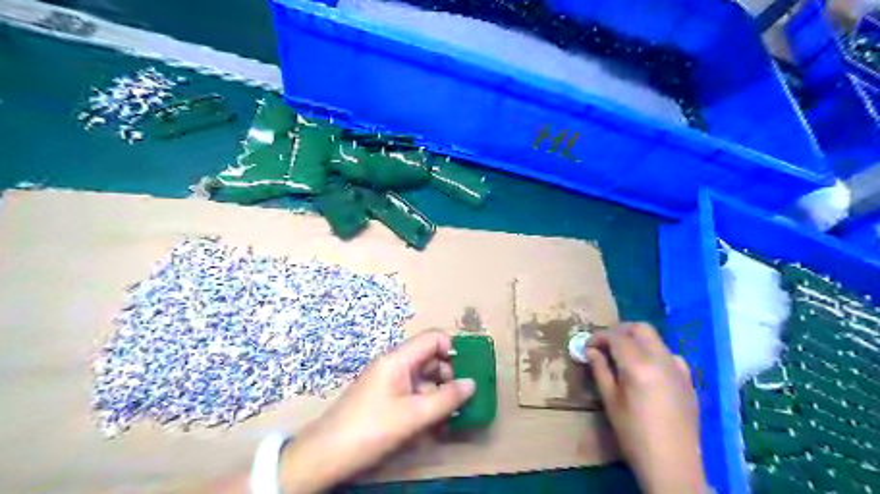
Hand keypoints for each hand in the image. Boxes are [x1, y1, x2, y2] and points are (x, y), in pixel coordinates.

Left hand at [280, 330, 473, 491]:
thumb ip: (446, 399)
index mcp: (399, 359)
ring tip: (450, 418)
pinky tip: (434, 425)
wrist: (326, 455)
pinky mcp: (386, 398)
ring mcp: (389, 381)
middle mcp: (395, 364)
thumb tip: (472, 384)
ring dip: (439, 394)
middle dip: (449, 376)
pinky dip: (426, 404)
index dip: (453, 349)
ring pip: (424, 378)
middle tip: (461, 401)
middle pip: (431, 358)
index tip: (467, 372)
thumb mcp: (413, 416)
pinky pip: (413, 393)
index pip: (433, 338)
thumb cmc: (371, 429)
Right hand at [587, 324, 705, 493]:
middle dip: (620, 331)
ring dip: (637, 340)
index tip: (587, 346)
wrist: (673, 465)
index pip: (616, 336)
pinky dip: (654, 353)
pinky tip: (647, 371)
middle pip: (640, 328)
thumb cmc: (634, 434)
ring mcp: (678, 368)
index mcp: (639, 365)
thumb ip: (600, 370)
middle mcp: (661, 359)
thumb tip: (591, 350)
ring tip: (622, 357)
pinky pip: (669, 355)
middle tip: (605, 345)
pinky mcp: (688, 380)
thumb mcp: (611, 401)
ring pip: (656, 339)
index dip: (598, 337)